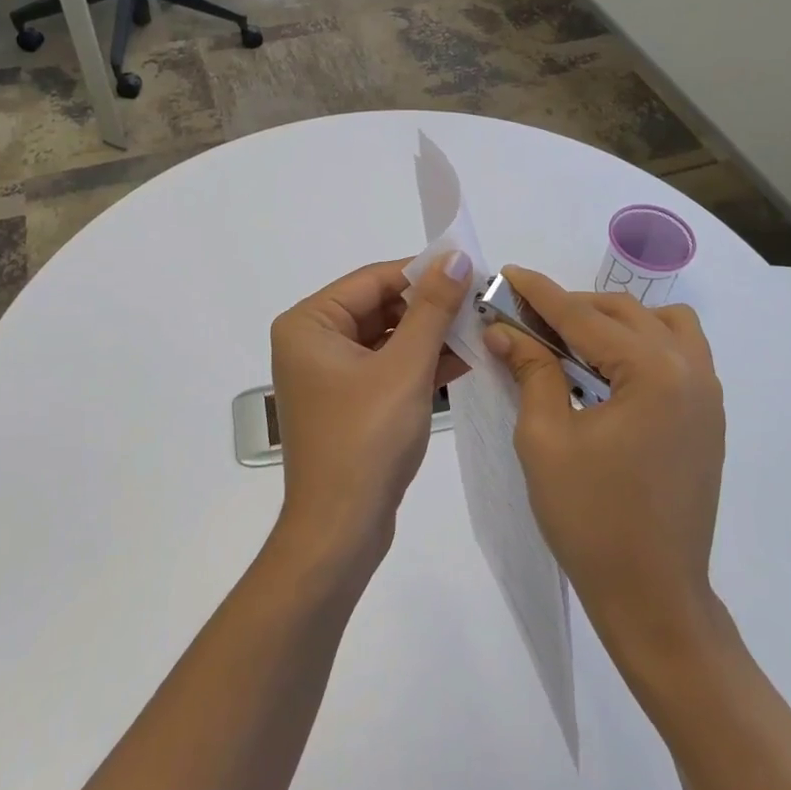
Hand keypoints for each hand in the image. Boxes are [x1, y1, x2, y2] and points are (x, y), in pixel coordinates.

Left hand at [269, 254, 472, 572]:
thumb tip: (455, 257)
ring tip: (480, 329)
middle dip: (430, 308)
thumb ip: (433, 309)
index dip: (423, 273)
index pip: (373, 280)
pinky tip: (464, 360)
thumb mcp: (405, 367)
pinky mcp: (348, 402)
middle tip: (480, 303)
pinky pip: (387, 367)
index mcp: (309, 324)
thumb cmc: (366, 440)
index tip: (471, 270)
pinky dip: (421, 364)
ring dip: (431, 336)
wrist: (340, 532)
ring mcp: (329, 374)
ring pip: (388, 338)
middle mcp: (312, 342)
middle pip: (380, 306)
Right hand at [486, 267, 725, 656]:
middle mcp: (690, 370)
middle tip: (526, 317)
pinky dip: (643, 345)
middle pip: (624, 312)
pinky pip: (680, 354)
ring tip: (573, 342)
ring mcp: (708, 394)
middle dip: (572, 307)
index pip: (584, 316)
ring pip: (661, 324)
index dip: (540, 294)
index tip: (507, 273)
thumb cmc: (591, 520)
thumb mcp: (546, 439)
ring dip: (615, 321)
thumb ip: (531, 371)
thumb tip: (505, 330)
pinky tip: (609, 371)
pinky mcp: (709, 417)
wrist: (654, 598)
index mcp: (653, 372)